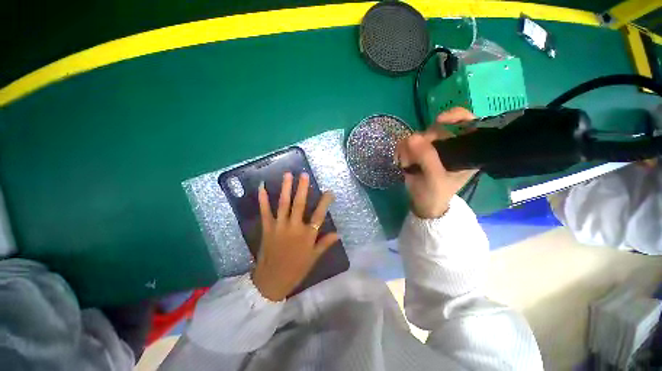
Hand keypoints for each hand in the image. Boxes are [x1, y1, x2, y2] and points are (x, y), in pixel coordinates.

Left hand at [251, 172, 338, 300]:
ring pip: (283, 204)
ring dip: (286, 189)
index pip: (319, 215)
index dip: (325, 202)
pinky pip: (265, 212)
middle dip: (303, 188)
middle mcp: (294, 227)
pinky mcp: (267, 228)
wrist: (272, 281)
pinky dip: (263, 199)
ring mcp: (279, 226)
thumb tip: (338, 233)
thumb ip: (325, 244)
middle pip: (300, 205)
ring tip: (287, 175)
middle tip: (303, 174)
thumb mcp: (313, 258)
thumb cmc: (296, 269)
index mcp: (307, 235)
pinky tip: (262, 187)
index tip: (330, 192)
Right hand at [396, 107, 478, 218]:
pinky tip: (402, 161)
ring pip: (419, 135)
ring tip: (407, 163)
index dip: (456, 116)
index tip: (439, 120)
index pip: (469, 123)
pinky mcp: (418, 152)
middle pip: (438, 128)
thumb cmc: (435, 194)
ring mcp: (433, 149)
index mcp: (466, 152)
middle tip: (415, 155)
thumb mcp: (435, 178)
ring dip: (409, 148)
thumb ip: (427, 158)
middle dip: (424, 140)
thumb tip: (412, 137)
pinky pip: (408, 143)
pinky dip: (402, 150)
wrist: (422, 205)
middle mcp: (450, 146)